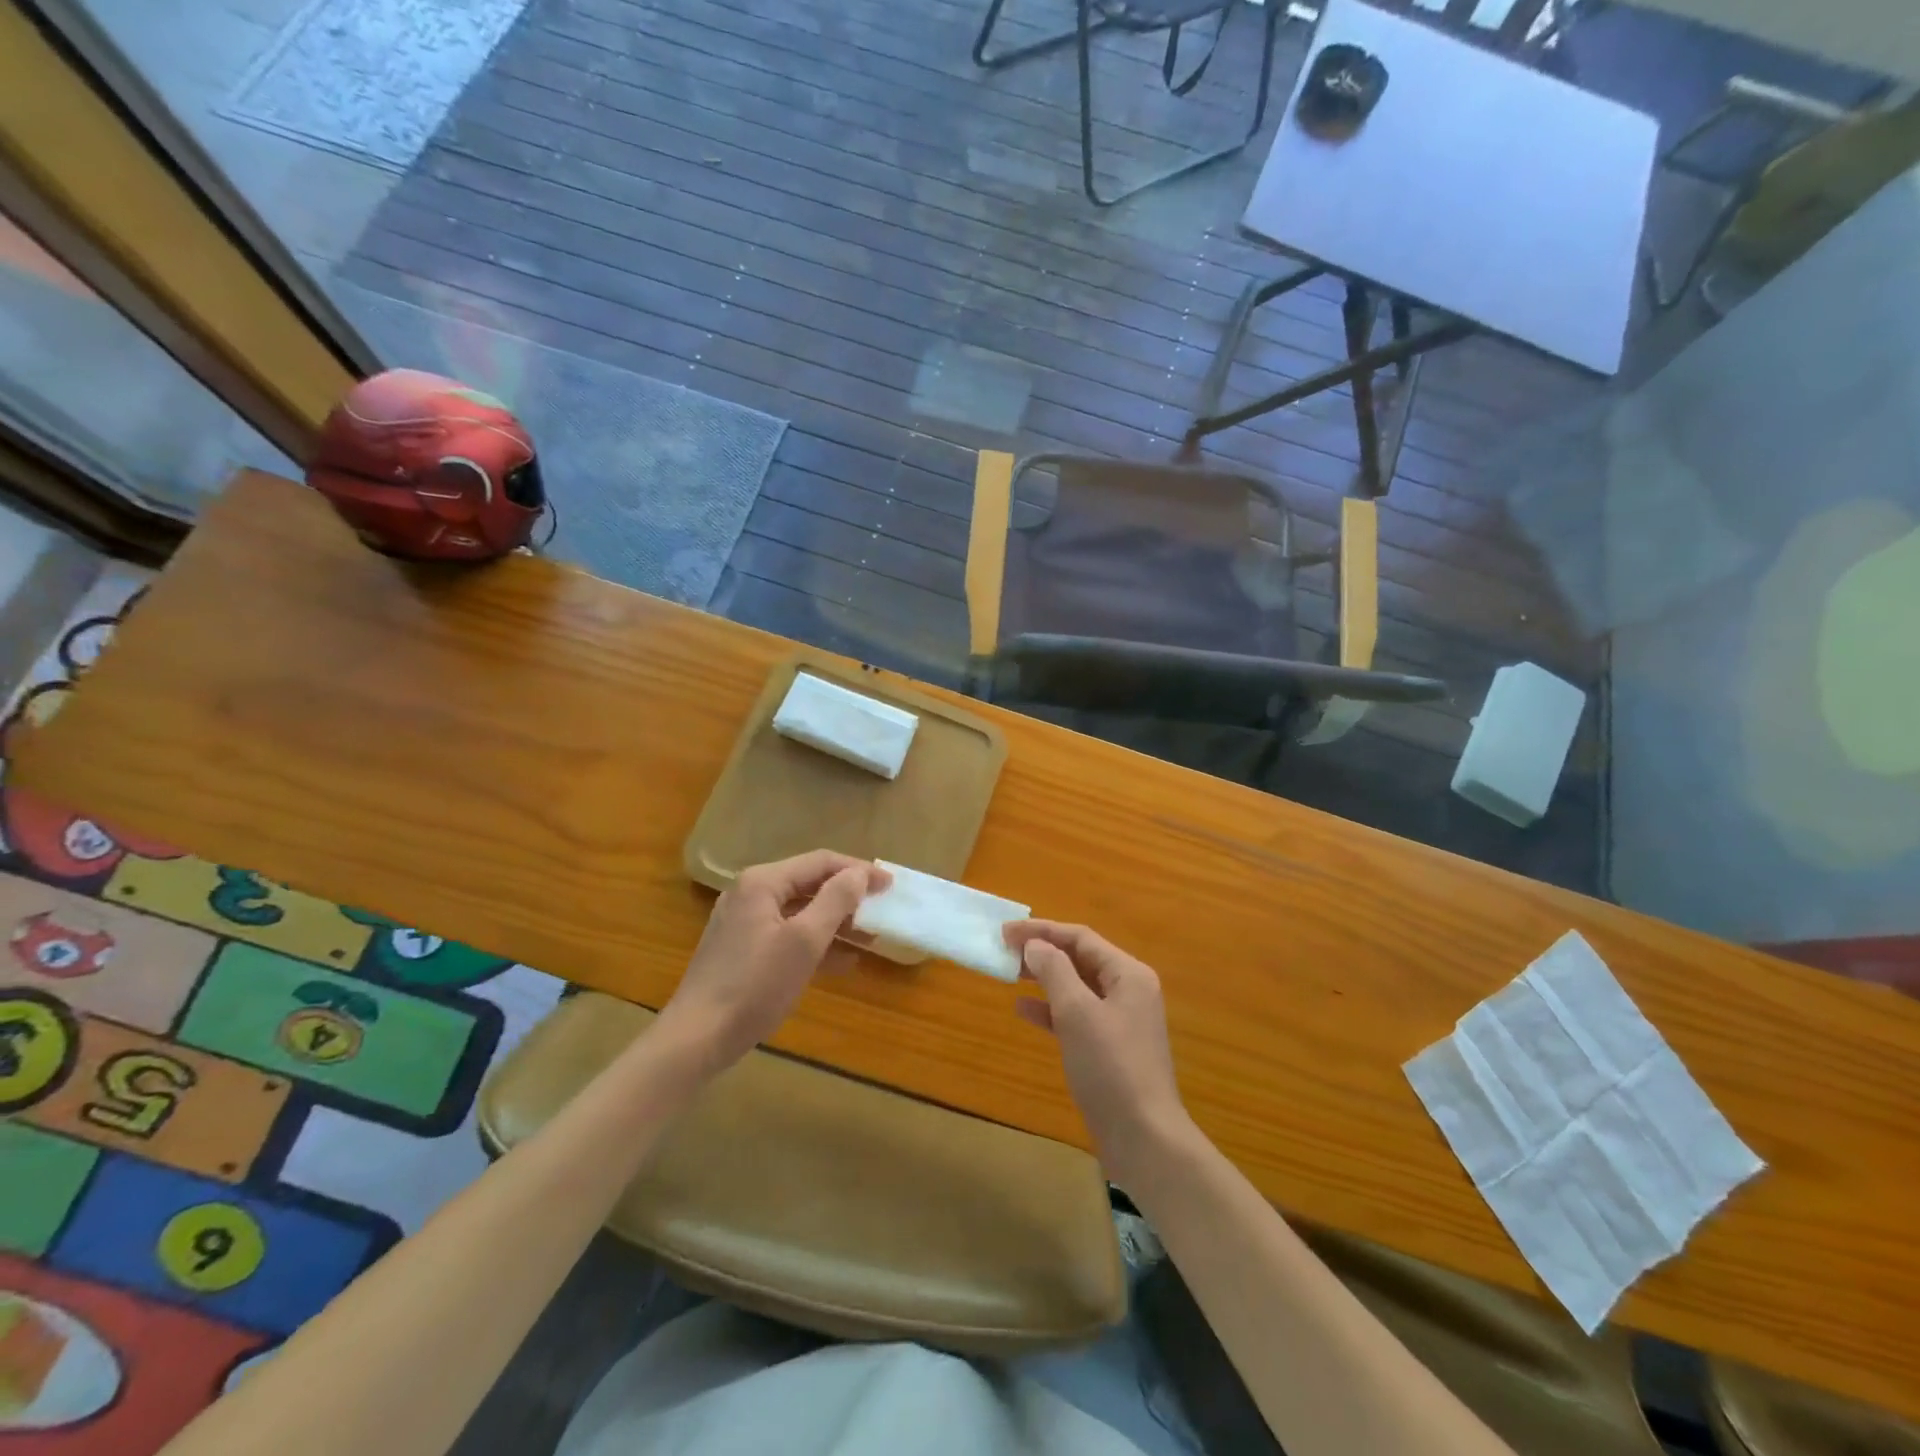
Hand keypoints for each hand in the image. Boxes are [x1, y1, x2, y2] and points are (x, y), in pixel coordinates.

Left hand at [661, 851, 887, 1073]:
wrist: (697, 1038)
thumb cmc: (755, 986)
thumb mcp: (804, 942)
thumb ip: (835, 901)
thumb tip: (859, 874)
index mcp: (762, 882)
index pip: (821, 862)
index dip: (859, 870)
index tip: (890, 885)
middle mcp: (750, 893)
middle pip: (809, 883)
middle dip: (848, 896)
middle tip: (882, 908)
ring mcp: (743, 922)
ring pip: (800, 911)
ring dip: (835, 921)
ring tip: (870, 936)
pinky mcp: (742, 949)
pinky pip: (787, 933)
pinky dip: (815, 942)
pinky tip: (842, 961)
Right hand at [1006, 921, 1192, 1187]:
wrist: (1144, 1138)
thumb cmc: (1111, 1067)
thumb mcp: (1077, 1012)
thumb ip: (1054, 971)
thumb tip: (1034, 945)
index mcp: (1128, 974)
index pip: (1080, 938)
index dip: (1041, 930)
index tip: (1005, 932)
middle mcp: (1128, 990)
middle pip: (1080, 958)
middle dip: (1043, 951)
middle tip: (1004, 950)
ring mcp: (1121, 1021)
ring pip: (1076, 987)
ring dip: (1044, 978)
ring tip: (1009, 973)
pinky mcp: (1110, 1048)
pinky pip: (1076, 1015)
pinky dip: (1051, 1010)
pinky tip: (1024, 1010)